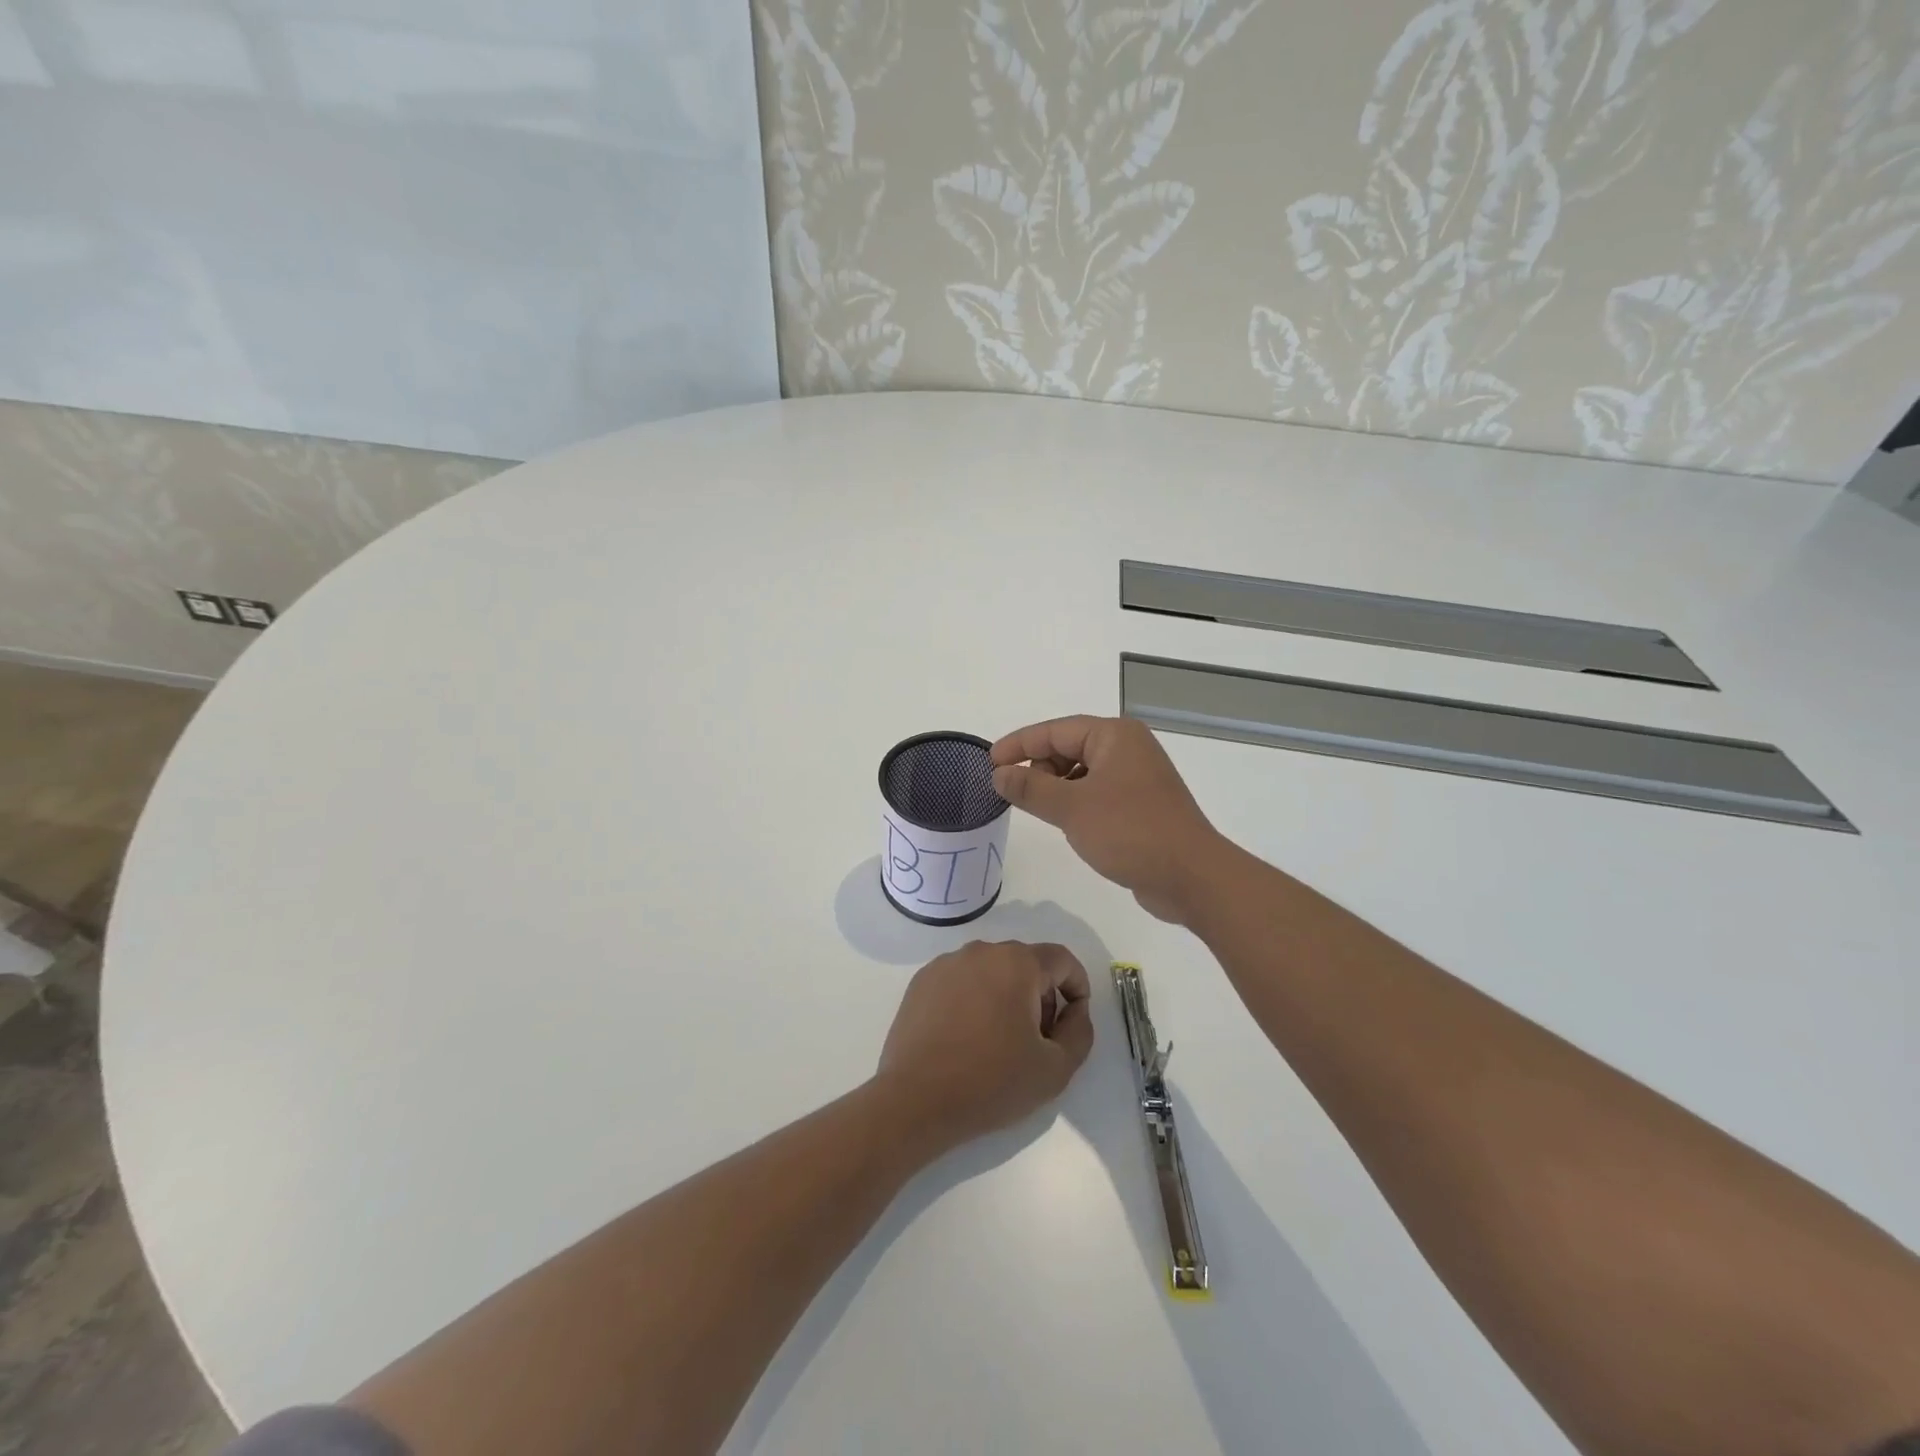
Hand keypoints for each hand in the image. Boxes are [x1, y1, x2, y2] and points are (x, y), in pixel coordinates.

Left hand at [876, 941, 1092, 1154]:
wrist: (915, 1100)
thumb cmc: (991, 1082)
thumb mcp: (1056, 1068)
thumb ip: (1080, 1032)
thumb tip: (1075, 1010)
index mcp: (1016, 962)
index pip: (1062, 960)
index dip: (1077, 988)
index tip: (1072, 1023)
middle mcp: (980, 951)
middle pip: (1026, 964)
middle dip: (1041, 997)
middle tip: (1037, 1041)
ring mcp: (946, 964)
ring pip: (992, 972)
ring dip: (1006, 998)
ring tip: (999, 1043)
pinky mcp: (921, 982)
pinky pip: (961, 982)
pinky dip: (974, 1001)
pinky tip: (966, 1039)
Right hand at [991, 716, 1225, 923]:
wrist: (1192, 876)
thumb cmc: (1130, 832)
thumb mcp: (1071, 808)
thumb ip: (1030, 788)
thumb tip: (999, 774)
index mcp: (1114, 735)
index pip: (1055, 730)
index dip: (1018, 745)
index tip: (988, 762)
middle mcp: (1128, 748)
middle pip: (1069, 746)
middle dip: (1038, 766)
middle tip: (1014, 792)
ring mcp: (1138, 776)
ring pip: (1082, 771)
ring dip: (1056, 786)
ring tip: (1038, 809)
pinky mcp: (1141, 804)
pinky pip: (1097, 791)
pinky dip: (1076, 801)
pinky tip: (1067, 822)